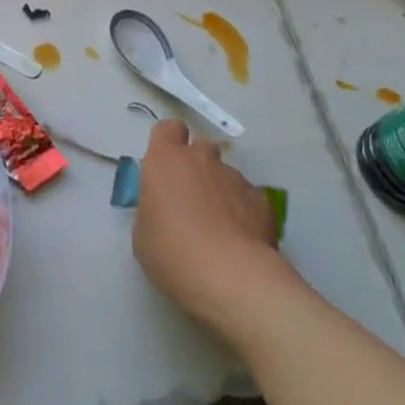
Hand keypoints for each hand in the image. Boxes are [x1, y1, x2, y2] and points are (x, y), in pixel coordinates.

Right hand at [132, 120, 287, 334]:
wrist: (229, 276)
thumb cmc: (171, 252)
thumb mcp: (143, 233)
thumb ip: (153, 208)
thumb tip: (166, 208)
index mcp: (165, 160)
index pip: (168, 128)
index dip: (168, 142)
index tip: (166, 165)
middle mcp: (201, 159)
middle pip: (201, 146)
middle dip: (198, 164)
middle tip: (192, 197)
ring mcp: (235, 177)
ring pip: (226, 174)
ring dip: (221, 190)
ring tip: (220, 227)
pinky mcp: (262, 200)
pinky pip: (248, 197)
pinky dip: (244, 211)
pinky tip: (241, 240)